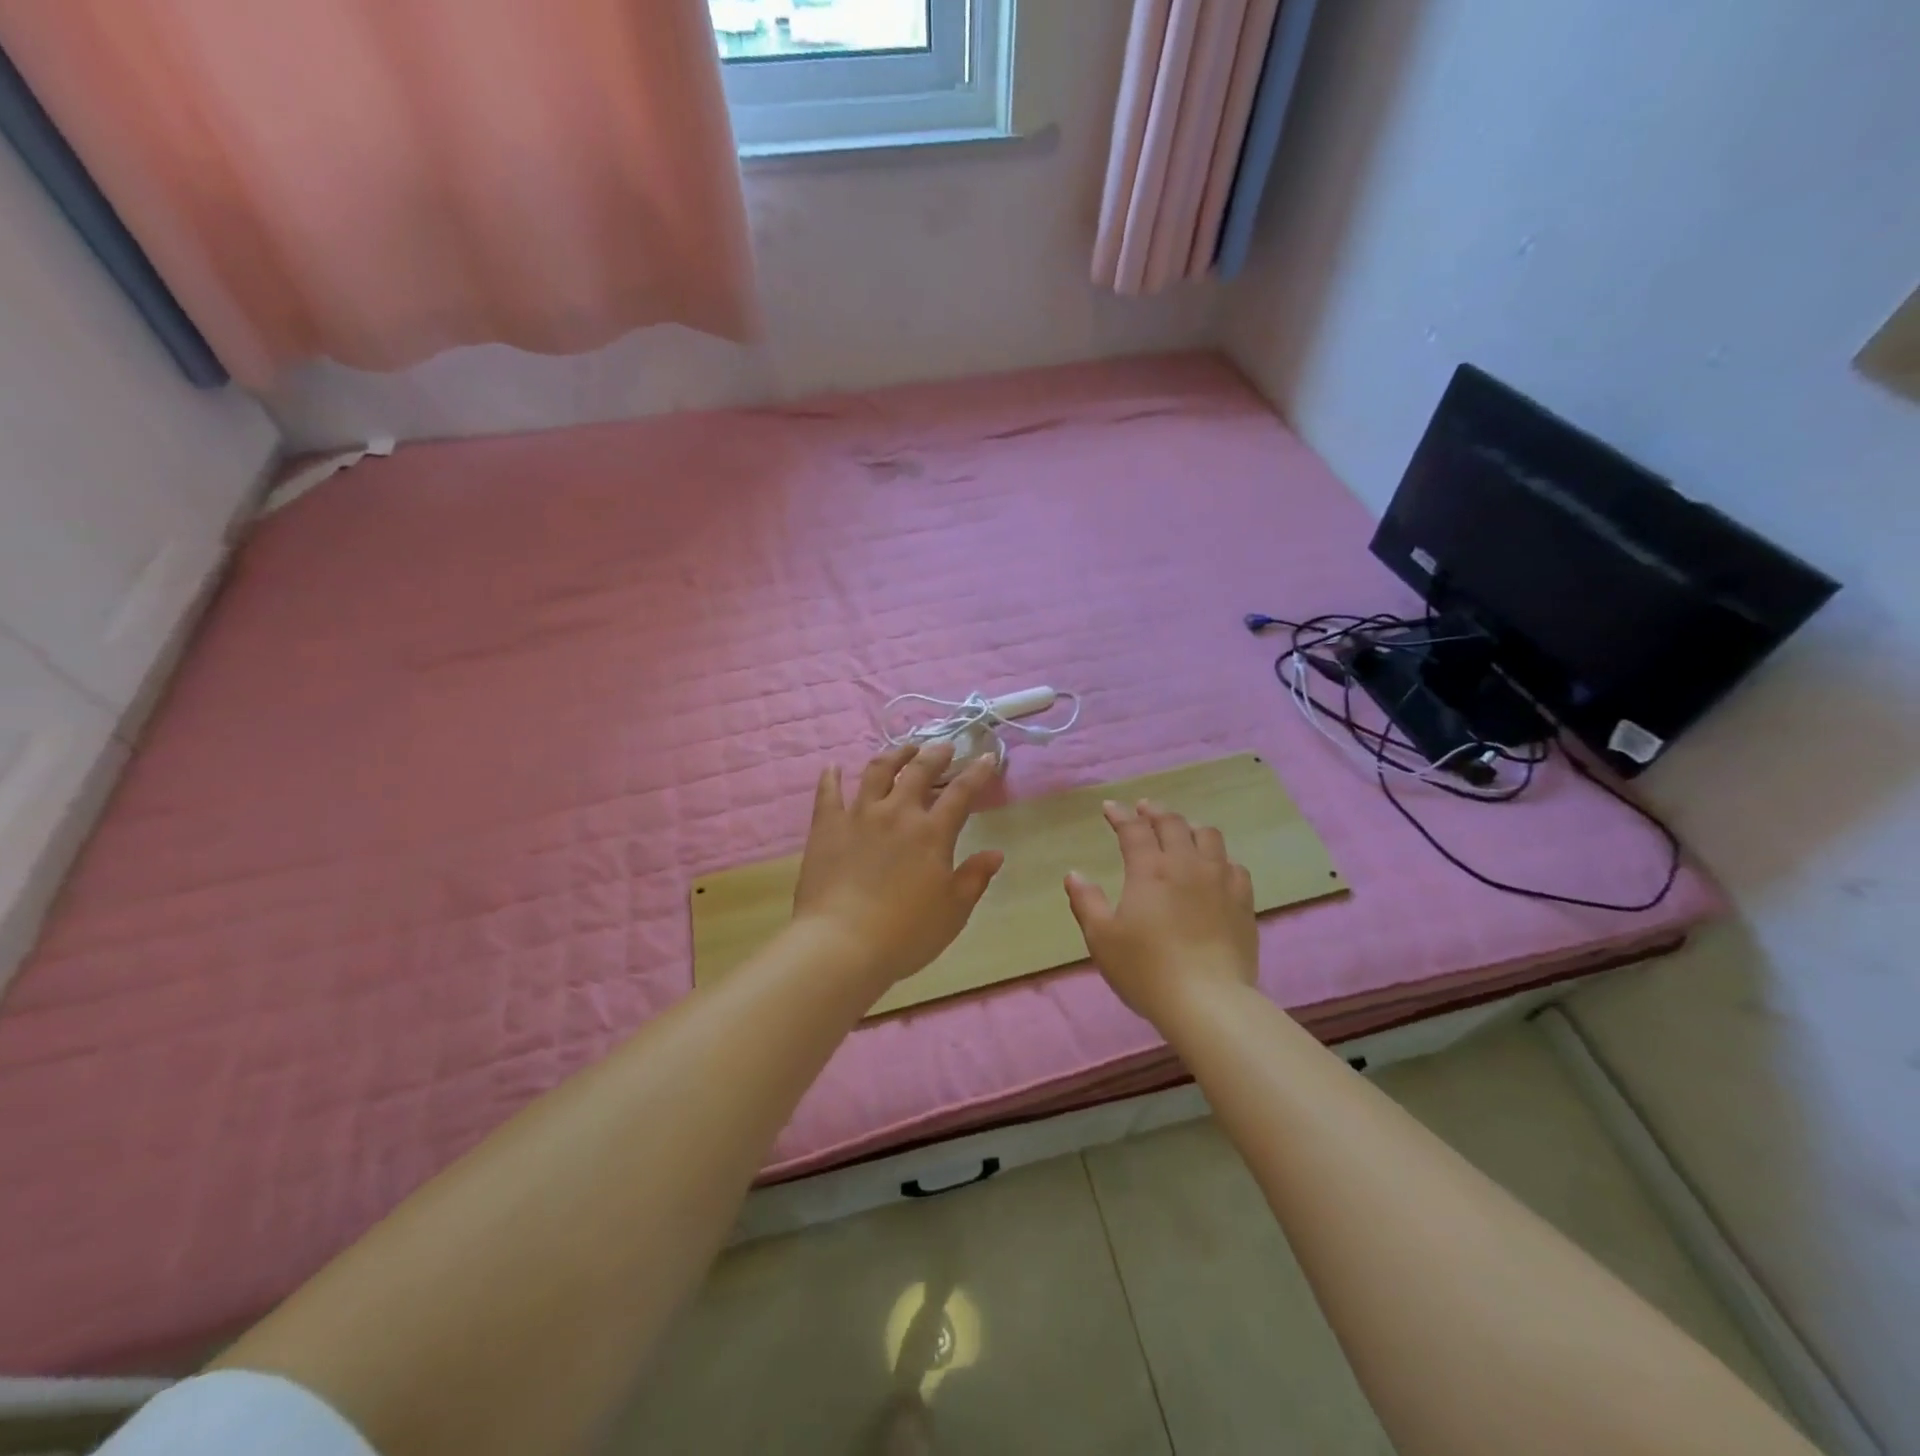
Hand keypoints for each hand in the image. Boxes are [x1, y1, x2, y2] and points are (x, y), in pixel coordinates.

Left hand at [791, 742, 1003, 994]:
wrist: (842, 944)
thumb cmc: (906, 934)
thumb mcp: (953, 911)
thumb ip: (974, 878)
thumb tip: (995, 853)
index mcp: (932, 833)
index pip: (962, 792)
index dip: (978, 772)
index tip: (988, 756)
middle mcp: (897, 813)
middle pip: (919, 771)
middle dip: (935, 754)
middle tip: (944, 746)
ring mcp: (858, 815)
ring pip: (877, 771)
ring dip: (894, 755)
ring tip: (903, 749)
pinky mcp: (826, 826)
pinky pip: (828, 793)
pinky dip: (831, 777)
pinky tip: (833, 767)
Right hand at [1064, 799, 1258, 1023]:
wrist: (1208, 1001)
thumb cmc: (1146, 969)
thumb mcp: (1102, 938)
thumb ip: (1086, 902)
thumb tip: (1074, 875)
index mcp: (1150, 870)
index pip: (1133, 830)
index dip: (1120, 815)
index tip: (1109, 808)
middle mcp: (1186, 864)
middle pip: (1173, 824)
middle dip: (1154, 812)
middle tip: (1143, 809)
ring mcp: (1220, 881)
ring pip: (1209, 836)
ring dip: (1190, 827)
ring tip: (1181, 831)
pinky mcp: (1243, 901)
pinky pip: (1234, 865)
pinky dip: (1219, 858)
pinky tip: (1215, 867)